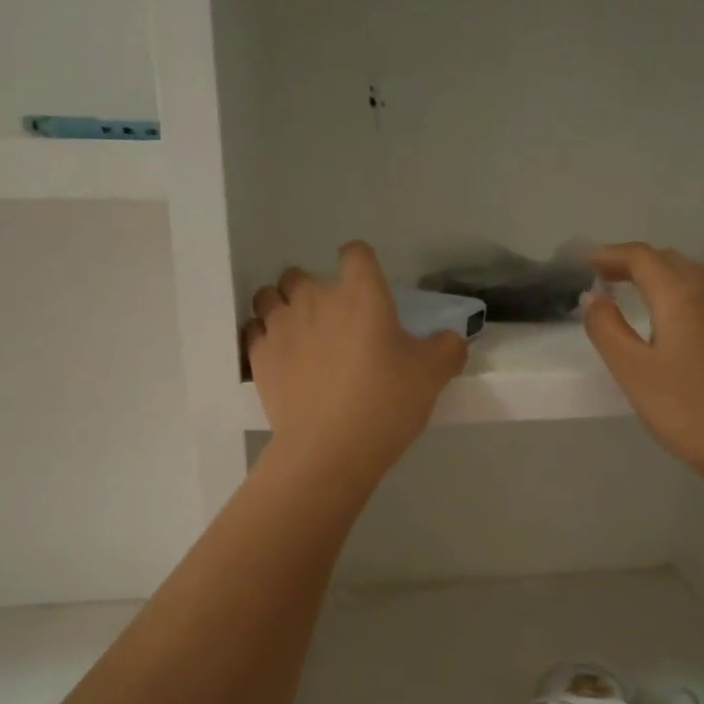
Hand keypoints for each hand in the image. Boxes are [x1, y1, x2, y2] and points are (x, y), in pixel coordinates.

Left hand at [243, 242, 466, 481]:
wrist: (330, 449)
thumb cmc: (386, 402)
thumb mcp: (433, 375)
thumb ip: (447, 348)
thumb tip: (450, 340)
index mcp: (361, 293)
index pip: (355, 253)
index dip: (361, 265)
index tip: (368, 289)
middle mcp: (314, 298)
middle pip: (300, 273)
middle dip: (312, 290)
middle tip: (332, 323)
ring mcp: (280, 326)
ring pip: (269, 297)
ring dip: (281, 308)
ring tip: (298, 335)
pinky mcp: (258, 357)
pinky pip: (253, 331)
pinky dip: (264, 338)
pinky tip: (279, 359)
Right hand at [582, 243, 703, 483]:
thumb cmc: (684, 408)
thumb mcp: (631, 370)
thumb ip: (606, 329)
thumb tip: (592, 297)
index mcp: (679, 295)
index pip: (642, 258)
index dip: (611, 255)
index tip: (585, 262)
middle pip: (668, 260)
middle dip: (634, 262)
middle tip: (603, 276)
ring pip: (692, 273)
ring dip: (660, 272)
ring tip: (635, 290)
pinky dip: (680, 289)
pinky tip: (671, 316)